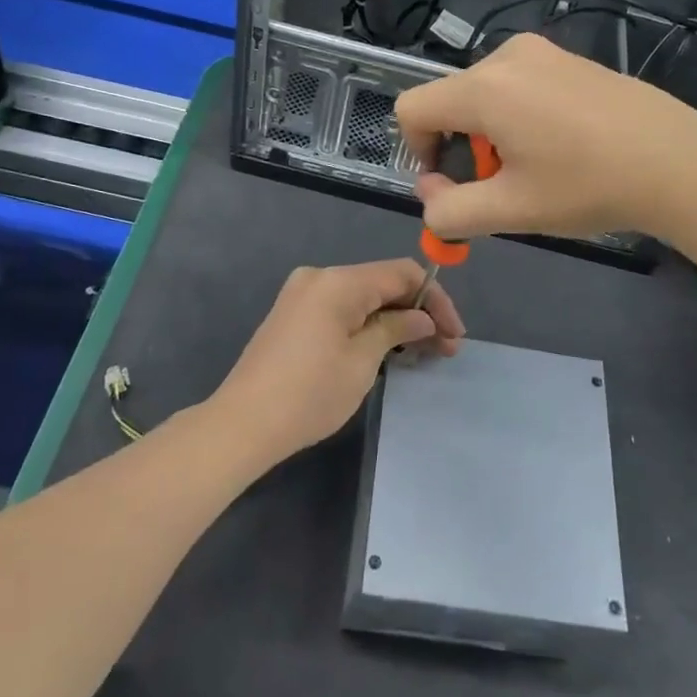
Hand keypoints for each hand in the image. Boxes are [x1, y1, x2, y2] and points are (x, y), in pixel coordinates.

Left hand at [211, 260, 465, 464]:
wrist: (242, 424)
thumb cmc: (310, 393)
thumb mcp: (362, 361)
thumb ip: (396, 330)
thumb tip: (423, 318)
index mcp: (338, 281)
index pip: (402, 273)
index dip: (435, 299)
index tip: (455, 334)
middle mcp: (319, 277)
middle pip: (382, 282)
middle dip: (417, 312)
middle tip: (445, 348)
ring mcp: (302, 294)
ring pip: (363, 297)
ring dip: (395, 320)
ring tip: (422, 353)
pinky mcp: (293, 315)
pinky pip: (342, 309)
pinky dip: (368, 324)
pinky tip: (387, 349)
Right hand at [395, 33, 696, 240]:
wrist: (679, 162)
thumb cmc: (589, 186)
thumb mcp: (511, 210)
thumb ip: (450, 211)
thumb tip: (430, 197)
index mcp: (484, 88)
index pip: (412, 108)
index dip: (418, 151)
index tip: (453, 183)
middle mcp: (506, 56)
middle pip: (449, 101)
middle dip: (460, 146)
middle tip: (502, 184)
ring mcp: (542, 51)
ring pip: (484, 93)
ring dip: (490, 133)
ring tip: (535, 167)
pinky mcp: (568, 58)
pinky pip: (517, 84)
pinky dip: (517, 116)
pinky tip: (561, 145)